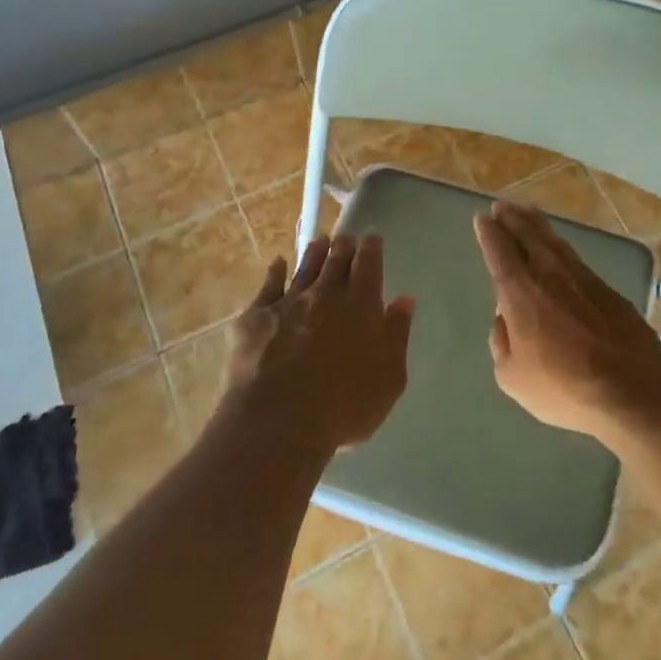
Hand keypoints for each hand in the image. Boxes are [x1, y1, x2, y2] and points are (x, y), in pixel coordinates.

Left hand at [222, 234, 414, 452]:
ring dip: (314, 252)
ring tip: (320, 241)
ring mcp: (288, 302)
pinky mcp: (256, 317)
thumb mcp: (389, 378)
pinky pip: (268, 286)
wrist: (278, 421)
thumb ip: (397, 335)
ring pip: (304, 267)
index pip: (368, 264)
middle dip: (344, 246)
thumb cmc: (344, 405)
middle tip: (346, 237)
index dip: (371, 248)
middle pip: (336, 260)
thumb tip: (405, 300)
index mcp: (361, 305)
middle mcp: (325, 294)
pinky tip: (277, 264)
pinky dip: (274, 271)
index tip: (372, 238)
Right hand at [473, 202, 660, 439]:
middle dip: (513, 220)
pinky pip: (575, 258)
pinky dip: (561, 246)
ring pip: (554, 242)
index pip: (500, 252)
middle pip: (528, 237)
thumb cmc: (563, 386)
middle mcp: (549, 275)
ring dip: (538, 225)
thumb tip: (503, 321)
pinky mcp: (607, 289)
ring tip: (528, 213)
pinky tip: (560, 248)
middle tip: (503, 206)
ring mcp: (582, 279)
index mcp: (520, 293)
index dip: (490, 234)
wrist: (632, 387)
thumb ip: (501, 343)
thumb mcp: (513, 377)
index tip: (483, 219)